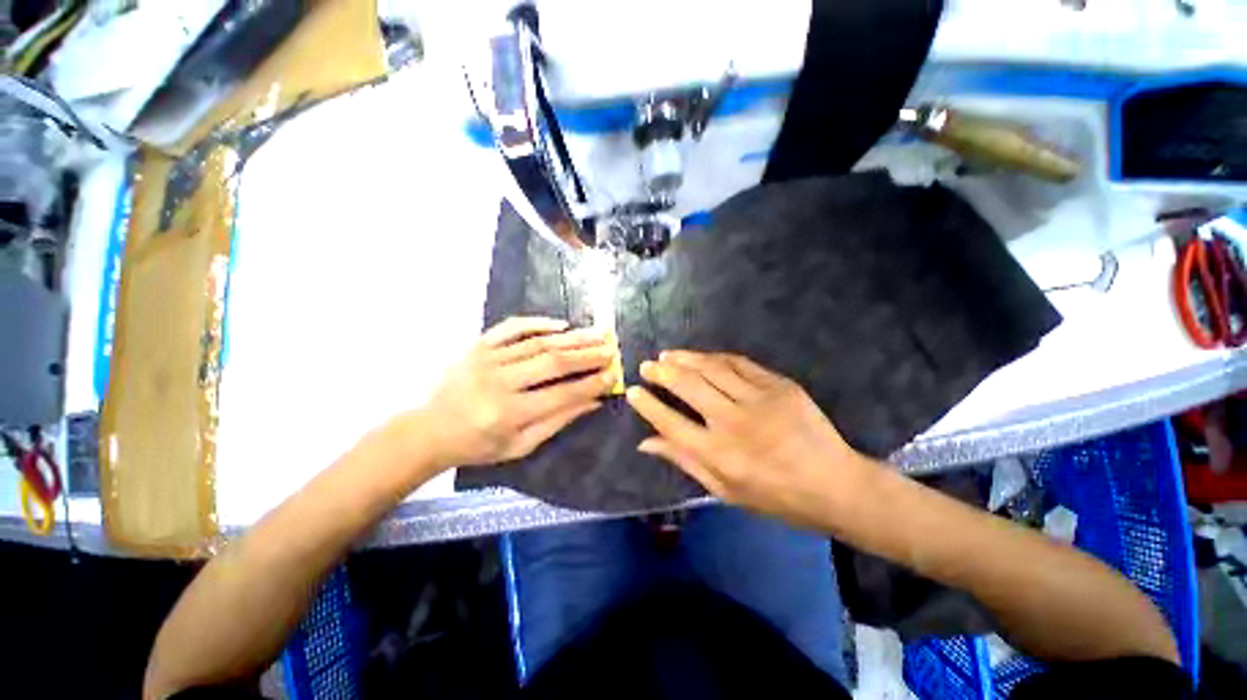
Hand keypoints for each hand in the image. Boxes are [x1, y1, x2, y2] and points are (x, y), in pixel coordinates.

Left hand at [422, 317, 618, 469]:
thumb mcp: (520, 446)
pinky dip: (538, 323)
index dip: (591, 383)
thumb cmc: (478, 445)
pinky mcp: (479, 345)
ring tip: (597, 333)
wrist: (430, 430)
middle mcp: (500, 382)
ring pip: (538, 343)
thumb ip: (558, 422)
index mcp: (509, 413)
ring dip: (572, 337)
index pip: (561, 394)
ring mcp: (487, 359)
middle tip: (611, 348)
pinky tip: (562, 324)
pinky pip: (511, 327)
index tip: (613, 374)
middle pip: (553, 362)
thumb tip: (593, 401)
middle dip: (587, 355)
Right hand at [625, 351, 875, 528]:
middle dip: (662, 373)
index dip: (648, 405)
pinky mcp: (779, 385)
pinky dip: (715, 357)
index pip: (671, 423)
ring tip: (667, 354)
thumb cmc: (776, 497)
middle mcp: (734, 422)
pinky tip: (702, 356)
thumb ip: (684, 461)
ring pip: (711, 368)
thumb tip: (646, 443)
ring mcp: (759, 399)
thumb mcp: (725, 491)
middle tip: (647, 365)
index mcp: (719, 455)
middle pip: (688, 387)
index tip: (633, 391)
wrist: (836, 484)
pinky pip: (739, 363)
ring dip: (685, 358)